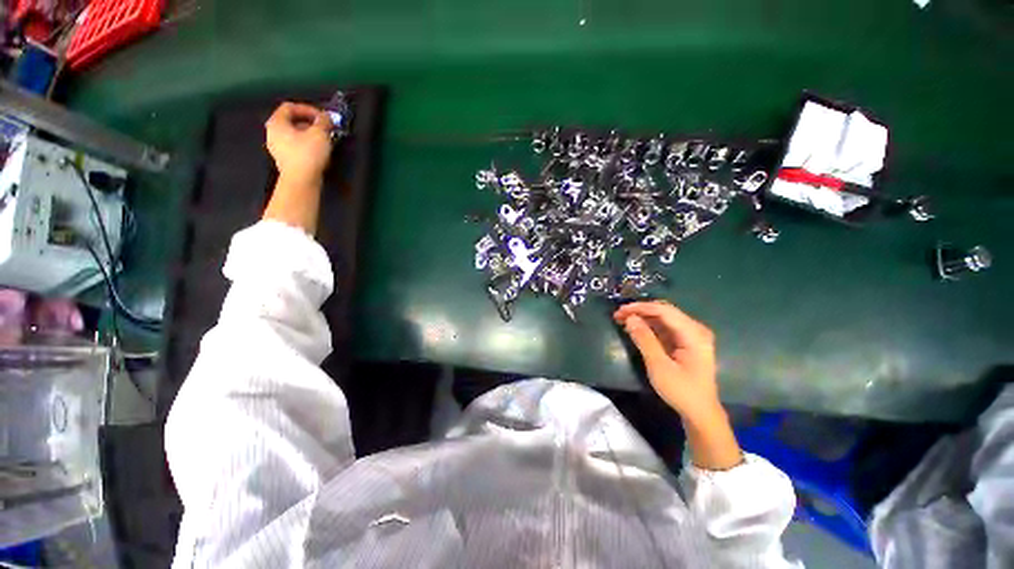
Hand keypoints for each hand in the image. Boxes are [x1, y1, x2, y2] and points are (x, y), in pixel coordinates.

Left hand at [262, 103, 331, 232]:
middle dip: (309, 123)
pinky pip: (295, 146)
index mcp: (276, 123)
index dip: (307, 109)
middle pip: (291, 121)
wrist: (301, 181)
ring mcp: (277, 148)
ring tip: (323, 140)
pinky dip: (306, 144)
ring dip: (309, 134)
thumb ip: (323, 121)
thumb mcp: (320, 133)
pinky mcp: (284, 160)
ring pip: (293, 134)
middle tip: (324, 128)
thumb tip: (326, 117)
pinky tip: (318, 151)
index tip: (323, 117)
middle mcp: (272, 133)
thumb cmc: (308, 153)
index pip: (289, 107)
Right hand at [614, 301, 741, 469]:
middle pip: (664, 311)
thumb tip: (630, 318)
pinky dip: (650, 326)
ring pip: (664, 318)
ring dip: (643, 317)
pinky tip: (636, 329)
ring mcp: (692, 336)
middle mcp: (695, 329)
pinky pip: (666, 327)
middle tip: (619, 315)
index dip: (640, 308)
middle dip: (640, 311)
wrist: (700, 413)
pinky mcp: (686, 343)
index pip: (664, 310)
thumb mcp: (659, 365)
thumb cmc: (681, 391)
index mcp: (694, 334)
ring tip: (623, 320)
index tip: (620, 311)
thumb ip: (644, 339)